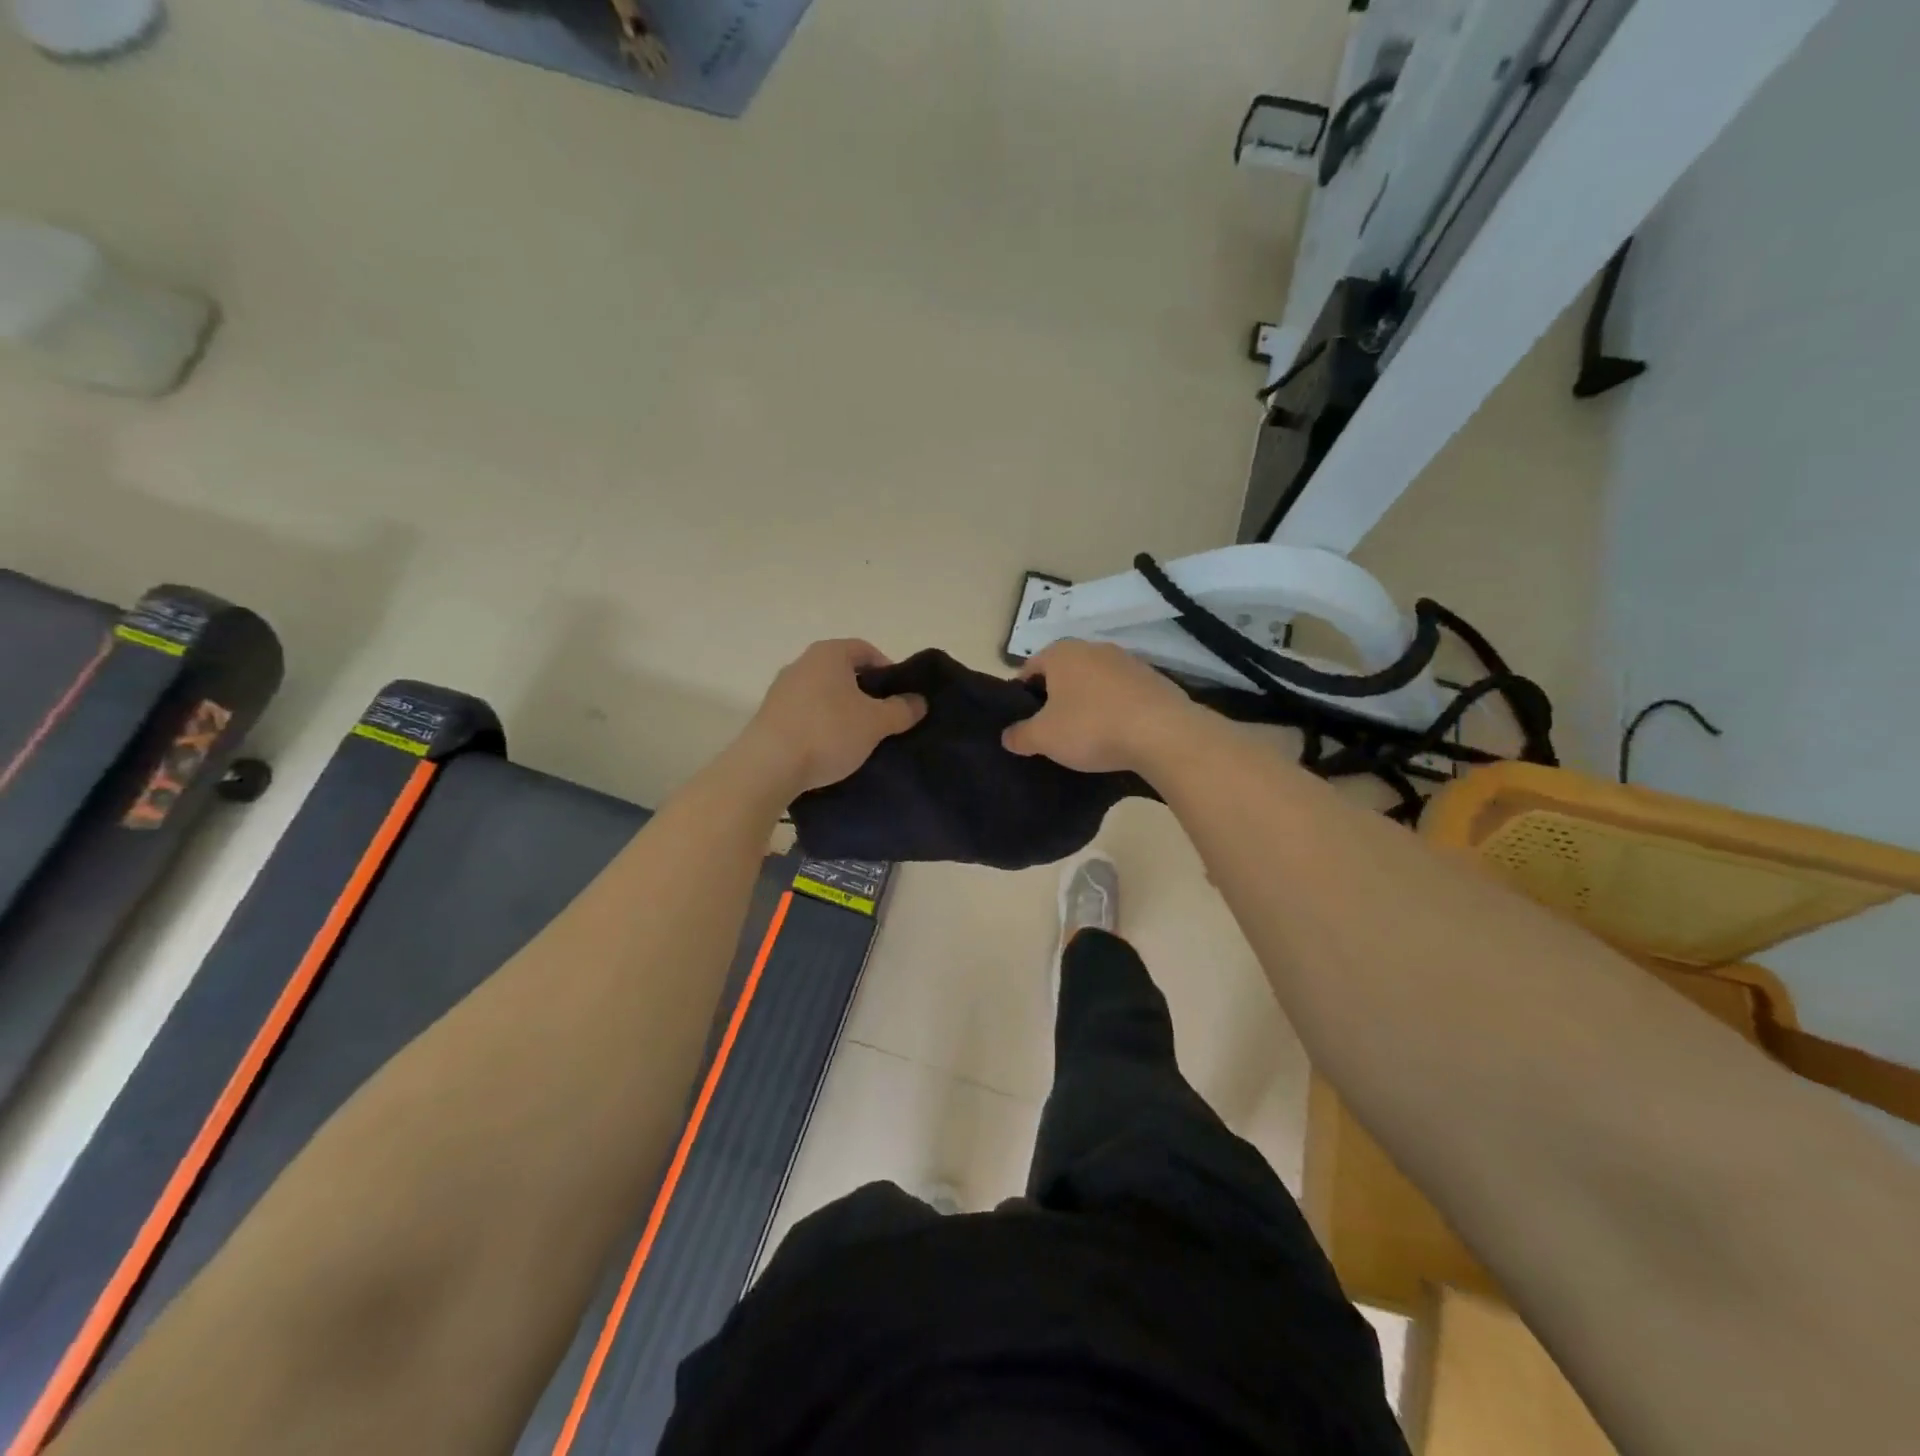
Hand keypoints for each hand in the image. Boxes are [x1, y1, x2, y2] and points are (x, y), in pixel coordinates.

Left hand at [737, 640, 925, 795]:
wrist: (768, 766)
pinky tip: (831, 749)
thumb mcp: (875, 722)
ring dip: (843, 711)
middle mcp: (802, 664)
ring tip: (860, 737)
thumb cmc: (828, 732)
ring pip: (824, 694)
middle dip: (865, 693)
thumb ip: (901, 709)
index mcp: (828, 654)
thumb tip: (918, 701)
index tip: (900, 696)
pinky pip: (806, 714)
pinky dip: (822, 726)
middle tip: (884, 718)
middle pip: (843, 672)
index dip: (888, 670)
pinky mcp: (770, 717)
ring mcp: (782, 690)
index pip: (866, 650)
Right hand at [1002, 640, 1201, 774]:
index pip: (1029, 668)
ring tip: (1086, 736)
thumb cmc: (1092, 727)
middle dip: (1055, 699)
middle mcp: (1093, 648)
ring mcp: (1127, 661)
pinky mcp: (1153, 679)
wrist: (1162, 733)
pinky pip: (1122, 694)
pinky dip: (1115, 709)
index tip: (1023, 722)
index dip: (1021, 695)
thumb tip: (1007, 736)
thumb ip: (1020, 735)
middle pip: (1063, 674)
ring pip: (1094, 683)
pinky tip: (1117, 734)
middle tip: (1051, 731)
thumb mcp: (1044, 738)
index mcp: (1061, 653)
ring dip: (1087, 703)